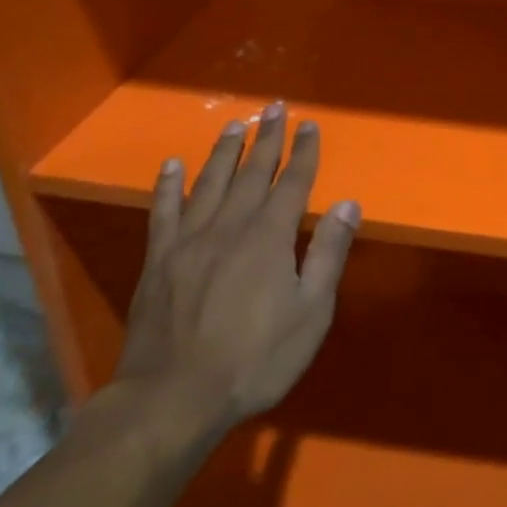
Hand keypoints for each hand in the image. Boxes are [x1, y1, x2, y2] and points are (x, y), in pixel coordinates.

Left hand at [111, 102, 359, 447]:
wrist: (174, 397)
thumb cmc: (255, 358)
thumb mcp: (310, 312)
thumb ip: (328, 253)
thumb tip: (348, 204)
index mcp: (270, 237)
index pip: (293, 182)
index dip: (304, 152)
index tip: (310, 124)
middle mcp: (230, 225)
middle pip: (252, 172)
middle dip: (268, 139)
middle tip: (275, 109)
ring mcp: (189, 240)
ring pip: (209, 182)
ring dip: (224, 151)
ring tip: (235, 125)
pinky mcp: (158, 259)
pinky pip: (163, 211)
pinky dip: (168, 185)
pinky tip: (171, 166)